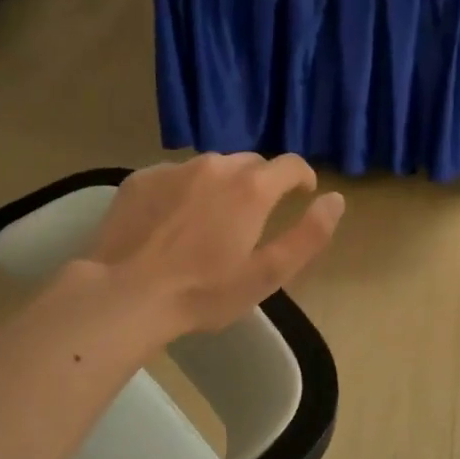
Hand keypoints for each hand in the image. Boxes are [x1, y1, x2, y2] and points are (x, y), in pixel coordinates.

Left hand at [83, 153, 343, 335]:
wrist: (124, 295)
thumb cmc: (204, 292)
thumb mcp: (268, 274)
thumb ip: (309, 234)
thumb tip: (335, 199)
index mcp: (251, 188)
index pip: (291, 164)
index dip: (303, 177)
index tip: (303, 195)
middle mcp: (216, 166)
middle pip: (251, 163)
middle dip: (261, 183)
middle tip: (254, 217)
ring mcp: (174, 169)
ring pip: (212, 167)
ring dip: (222, 185)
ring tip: (212, 219)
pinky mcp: (140, 179)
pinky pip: (176, 175)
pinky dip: (185, 190)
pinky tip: (174, 221)